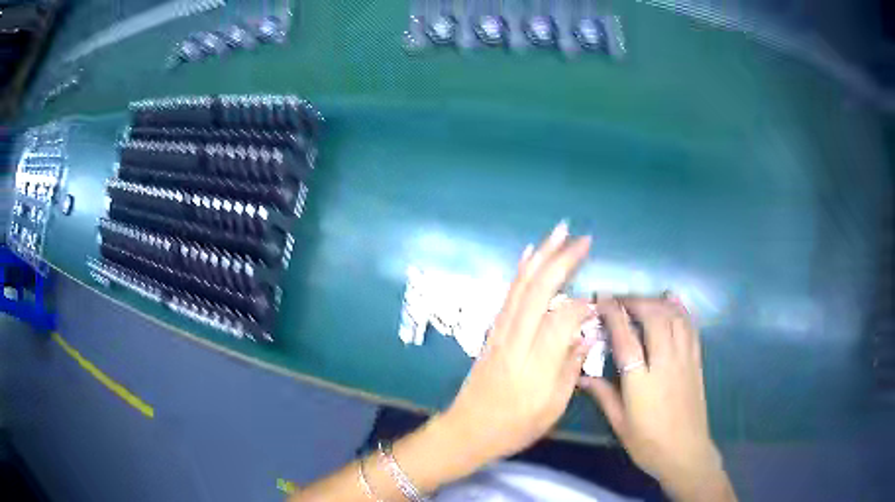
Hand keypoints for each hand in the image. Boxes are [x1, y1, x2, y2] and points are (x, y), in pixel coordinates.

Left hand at [440, 222, 596, 464]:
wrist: (468, 430)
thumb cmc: (514, 426)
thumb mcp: (552, 408)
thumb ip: (571, 368)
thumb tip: (587, 334)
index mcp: (535, 363)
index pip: (562, 319)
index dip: (583, 304)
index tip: (600, 300)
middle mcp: (516, 340)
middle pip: (538, 291)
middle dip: (562, 260)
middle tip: (582, 238)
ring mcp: (500, 332)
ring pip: (521, 286)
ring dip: (541, 256)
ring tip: (558, 233)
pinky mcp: (492, 331)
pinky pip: (508, 295)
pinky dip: (521, 272)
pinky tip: (529, 256)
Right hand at [580, 298, 734, 500]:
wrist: (685, 452)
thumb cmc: (648, 443)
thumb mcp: (620, 424)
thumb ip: (603, 395)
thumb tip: (581, 376)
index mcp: (642, 382)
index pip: (626, 339)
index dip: (614, 315)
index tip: (602, 299)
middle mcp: (665, 364)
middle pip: (654, 318)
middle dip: (636, 301)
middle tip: (619, 300)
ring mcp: (685, 360)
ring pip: (674, 318)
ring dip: (657, 302)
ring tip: (641, 300)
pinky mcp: (696, 361)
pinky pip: (690, 328)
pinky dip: (680, 309)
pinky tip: (672, 300)